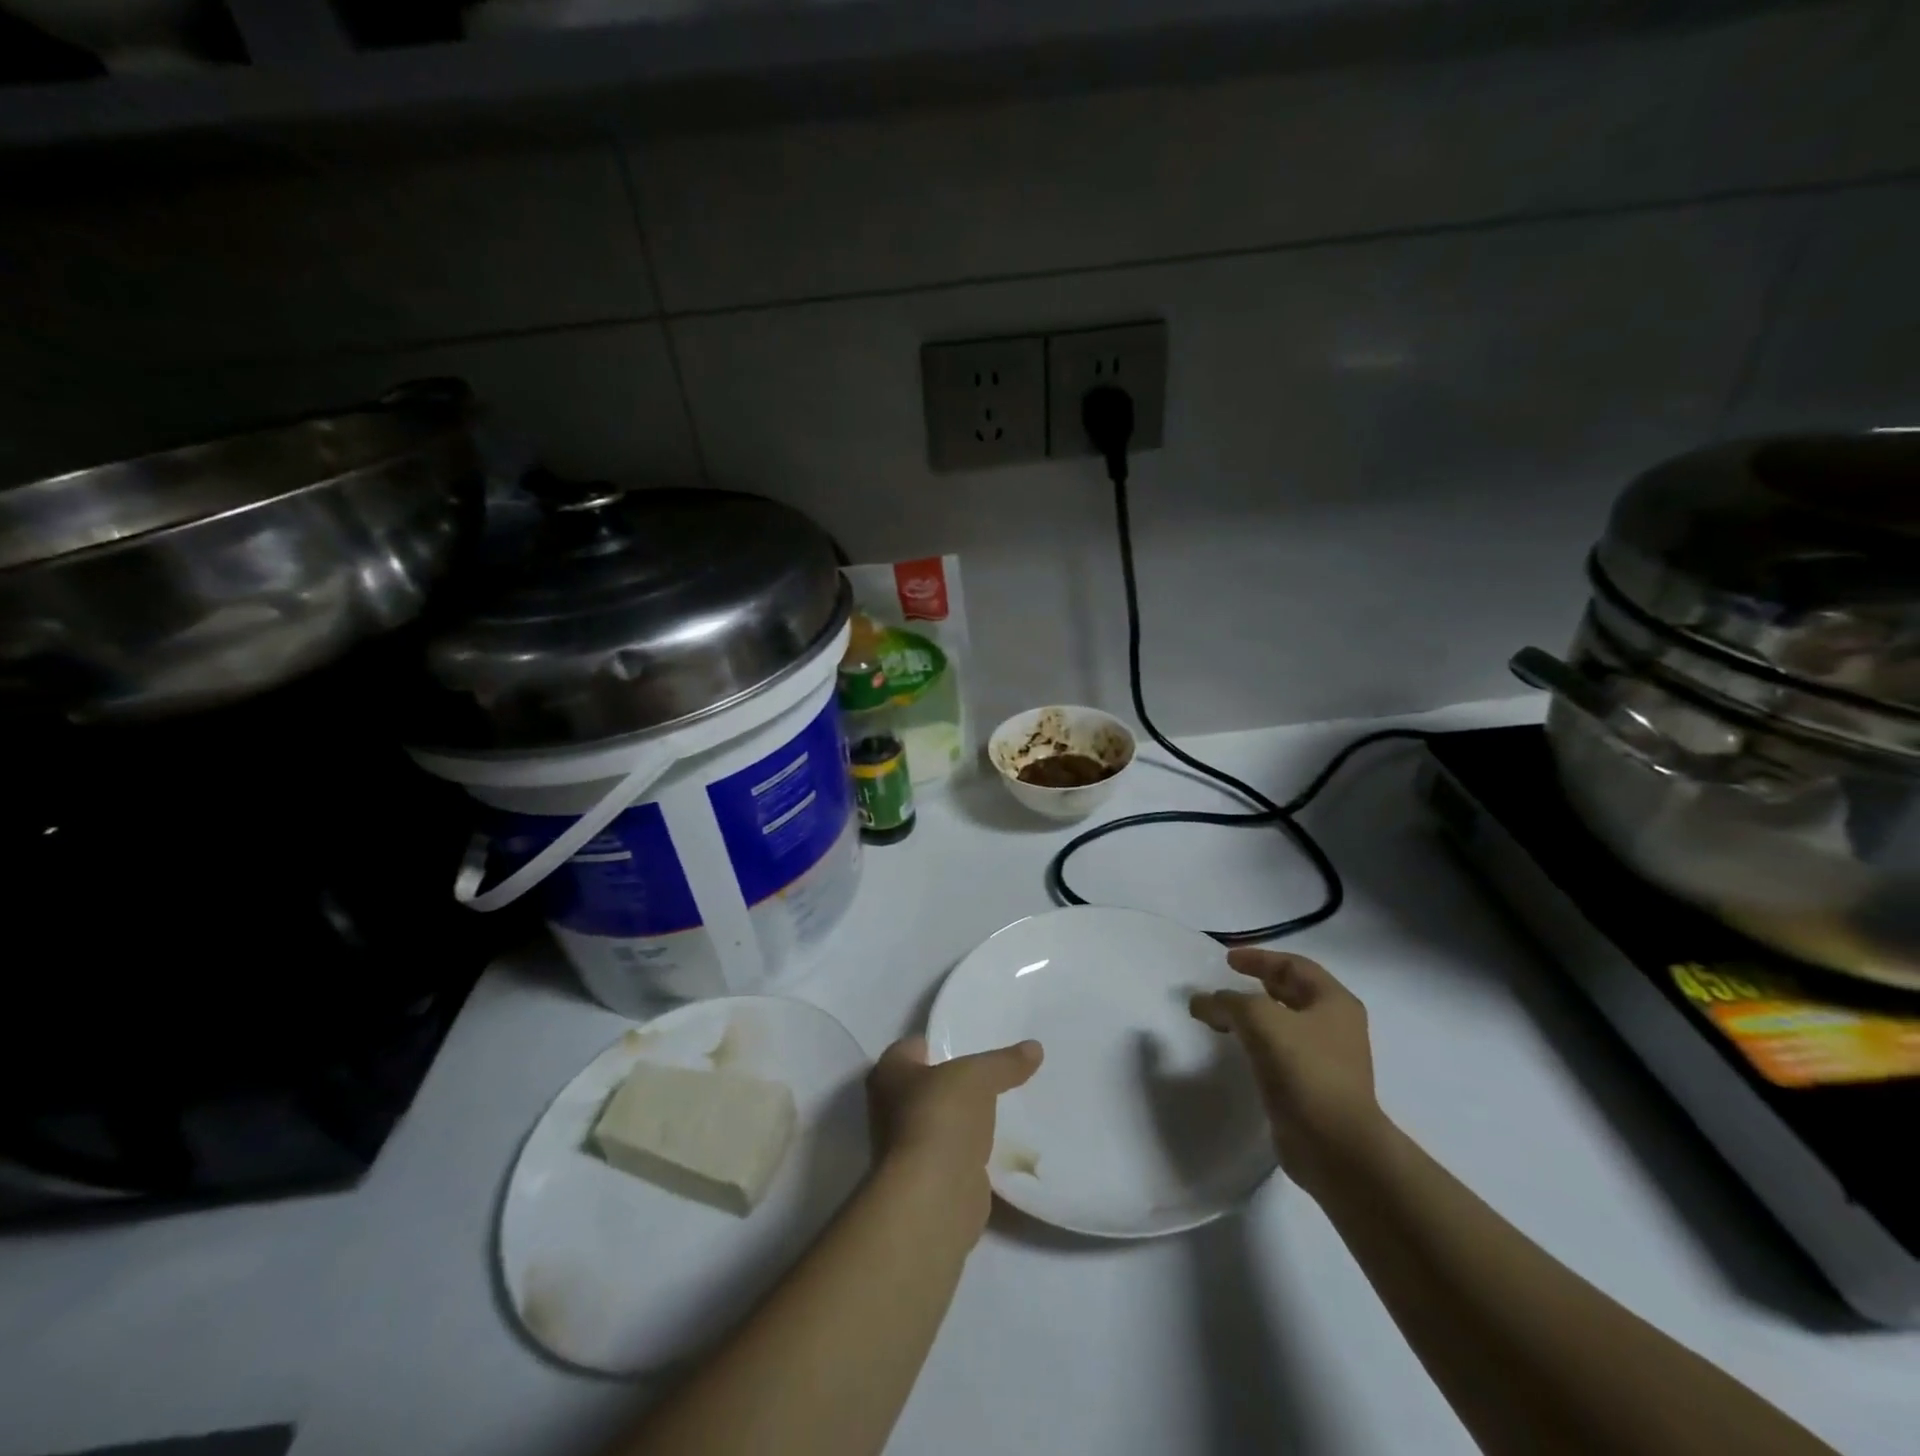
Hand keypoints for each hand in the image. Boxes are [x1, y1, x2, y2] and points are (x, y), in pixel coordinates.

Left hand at [866, 1036, 1042, 1234]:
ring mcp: (908, 1145)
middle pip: (932, 1083)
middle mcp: (890, 1107)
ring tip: (1009, 1102)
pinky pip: (958, 1152)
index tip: (978, 1040)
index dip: (945, 1041)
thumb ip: (1004, 1062)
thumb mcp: (978, 1076)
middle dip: (961, 1081)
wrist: (935, 1196)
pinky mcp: (931, 1177)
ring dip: (970, 1117)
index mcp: (890, 1072)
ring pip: (946, 1119)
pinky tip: (1005, 1140)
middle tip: (999, 1071)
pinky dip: (977, 1148)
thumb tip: (1035, 1047)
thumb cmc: (941, 1117)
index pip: (917, 1046)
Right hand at [1190, 950, 1384, 1196]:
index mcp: (1334, 1002)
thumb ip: (1227, 1003)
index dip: (1260, 958)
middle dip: (1257, 986)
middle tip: (1226, 985)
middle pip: (1292, 994)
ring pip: (1284, 1025)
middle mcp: (1336, 1027)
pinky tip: (1236, 1051)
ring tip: (1223, 1019)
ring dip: (1254, 1017)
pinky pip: (1280, 1054)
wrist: (1335, 1146)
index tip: (1227, 960)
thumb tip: (1201, 1002)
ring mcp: (1328, 1060)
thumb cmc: (1304, 1070)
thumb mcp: (1259, 1020)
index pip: (1294, 966)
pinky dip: (1256, 1045)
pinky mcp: (1313, 1089)